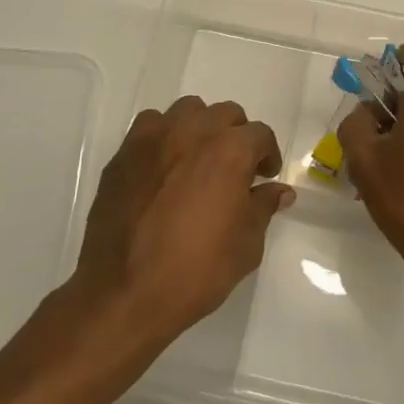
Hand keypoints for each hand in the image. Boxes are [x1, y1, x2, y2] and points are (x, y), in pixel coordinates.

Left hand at [72, 96, 293, 345]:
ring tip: (198, 160)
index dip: (268, 155)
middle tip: (235, 169)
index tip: (264, 177)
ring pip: (187, 111)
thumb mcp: (247, 244)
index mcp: (230, 151)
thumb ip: (263, 207)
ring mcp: (153, 139)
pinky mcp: (124, 154)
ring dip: (200, 128)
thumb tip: (279, 191)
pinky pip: (150, 126)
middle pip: (225, 114)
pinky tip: (164, 166)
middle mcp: (193, 132)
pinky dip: (164, 136)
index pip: (260, 134)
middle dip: (237, 136)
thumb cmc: (197, 270)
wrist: (125, 292)